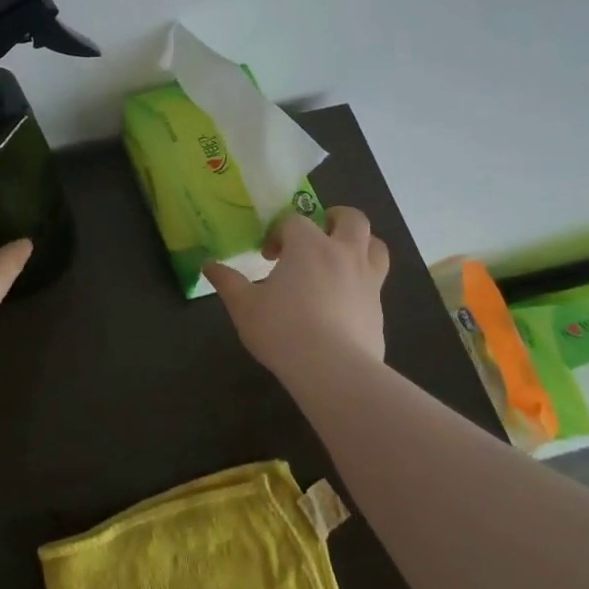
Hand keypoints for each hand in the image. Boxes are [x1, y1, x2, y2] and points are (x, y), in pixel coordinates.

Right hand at [204, 206, 388, 374]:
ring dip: (361, 244)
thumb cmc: (283, 330)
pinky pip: (376, 282)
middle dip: (333, 219)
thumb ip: (228, 283)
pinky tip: (344, 302)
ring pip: (376, 246)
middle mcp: (343, 253)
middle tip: (317, 235)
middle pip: (351, 219)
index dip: (279, 233)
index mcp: (308, 245)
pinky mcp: (379, 308)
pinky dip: (362, 282)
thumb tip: (209, 265)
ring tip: (341, 259)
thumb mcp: (244, 307)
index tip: (268, 256)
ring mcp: (368, 280)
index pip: (294, 221)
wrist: (334, 370)